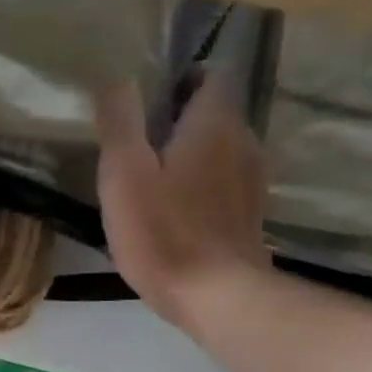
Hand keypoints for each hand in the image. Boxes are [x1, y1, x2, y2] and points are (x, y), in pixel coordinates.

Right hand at [94, 71, 270, 330]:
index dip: (183, 79)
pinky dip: (205, 186)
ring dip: (194, 155)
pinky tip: (178, 212)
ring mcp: (253, 182)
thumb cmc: (163, 232)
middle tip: (142, 142)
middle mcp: (244, 142)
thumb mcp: (125, 173)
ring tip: (156, 179)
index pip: (212, 75)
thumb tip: (118, 77)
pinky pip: (226, 185)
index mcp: (215, 123)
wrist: (217, 296)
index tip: (150, 101)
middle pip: (217, 114)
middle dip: (183, 119)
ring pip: (222, 151)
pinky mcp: (251, 216)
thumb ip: (121, 121)